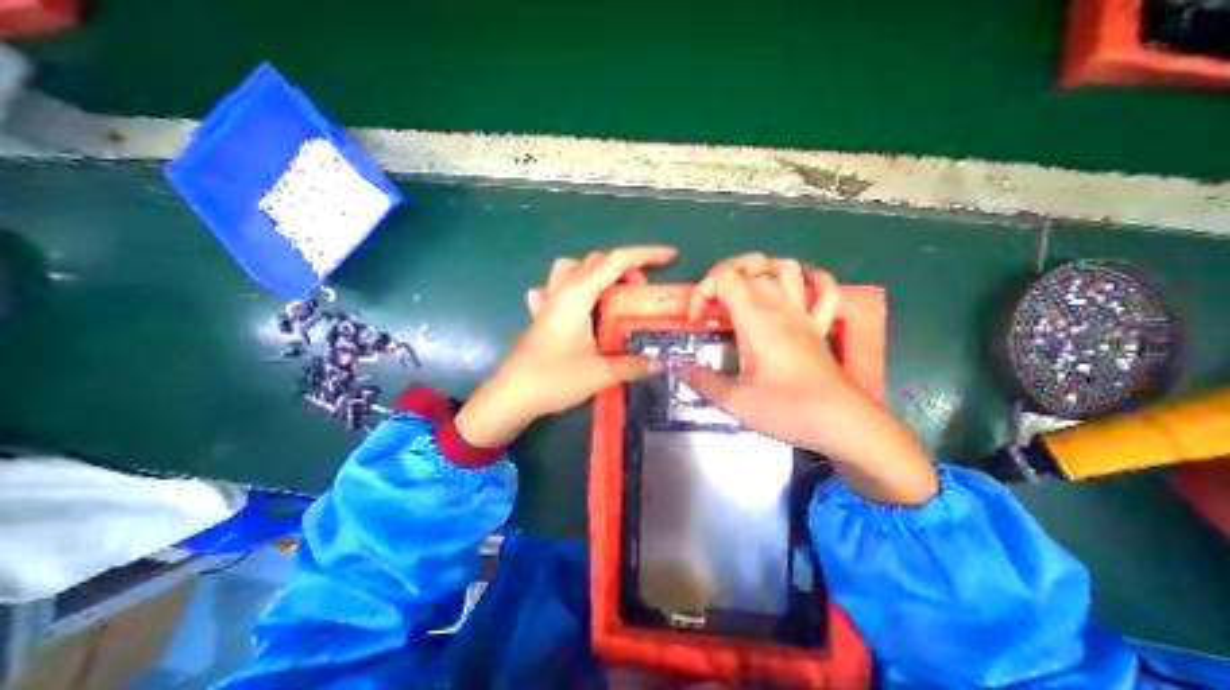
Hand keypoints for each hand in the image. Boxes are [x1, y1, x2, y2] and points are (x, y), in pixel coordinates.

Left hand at [457, 245, 675, 447]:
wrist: (511, 396)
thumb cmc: (553, 379)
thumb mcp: (600, 373)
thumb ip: (632, 365)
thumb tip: (659, 362)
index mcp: (577, 295)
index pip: (616, 261)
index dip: (646, 255)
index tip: (671, 256)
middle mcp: (562, 290)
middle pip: (597, 261)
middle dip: (626, 268)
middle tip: (642, 292)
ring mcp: (548, 301)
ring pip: (574, 268)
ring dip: (598, 272)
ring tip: (613, 294)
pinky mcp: (542, 315)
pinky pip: (557, 288)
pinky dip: (574, 288)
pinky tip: (579, 306)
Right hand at [681, 257, 933, 504]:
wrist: (842, 423)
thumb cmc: (787, 408)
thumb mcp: (734, 400)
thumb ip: (702, 381)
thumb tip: (680, 368)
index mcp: (755, 318)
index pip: (723, 277)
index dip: (701, 292)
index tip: (697, 322)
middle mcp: (779, 305)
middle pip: (751, 263)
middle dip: (722, 275)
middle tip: (712, 303)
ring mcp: (803, 312)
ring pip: (784, 266)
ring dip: (760, 270)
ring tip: (743, 293)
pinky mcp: (820, 325)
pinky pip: (824, 288)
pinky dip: (810, 279)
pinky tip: (795, 287)